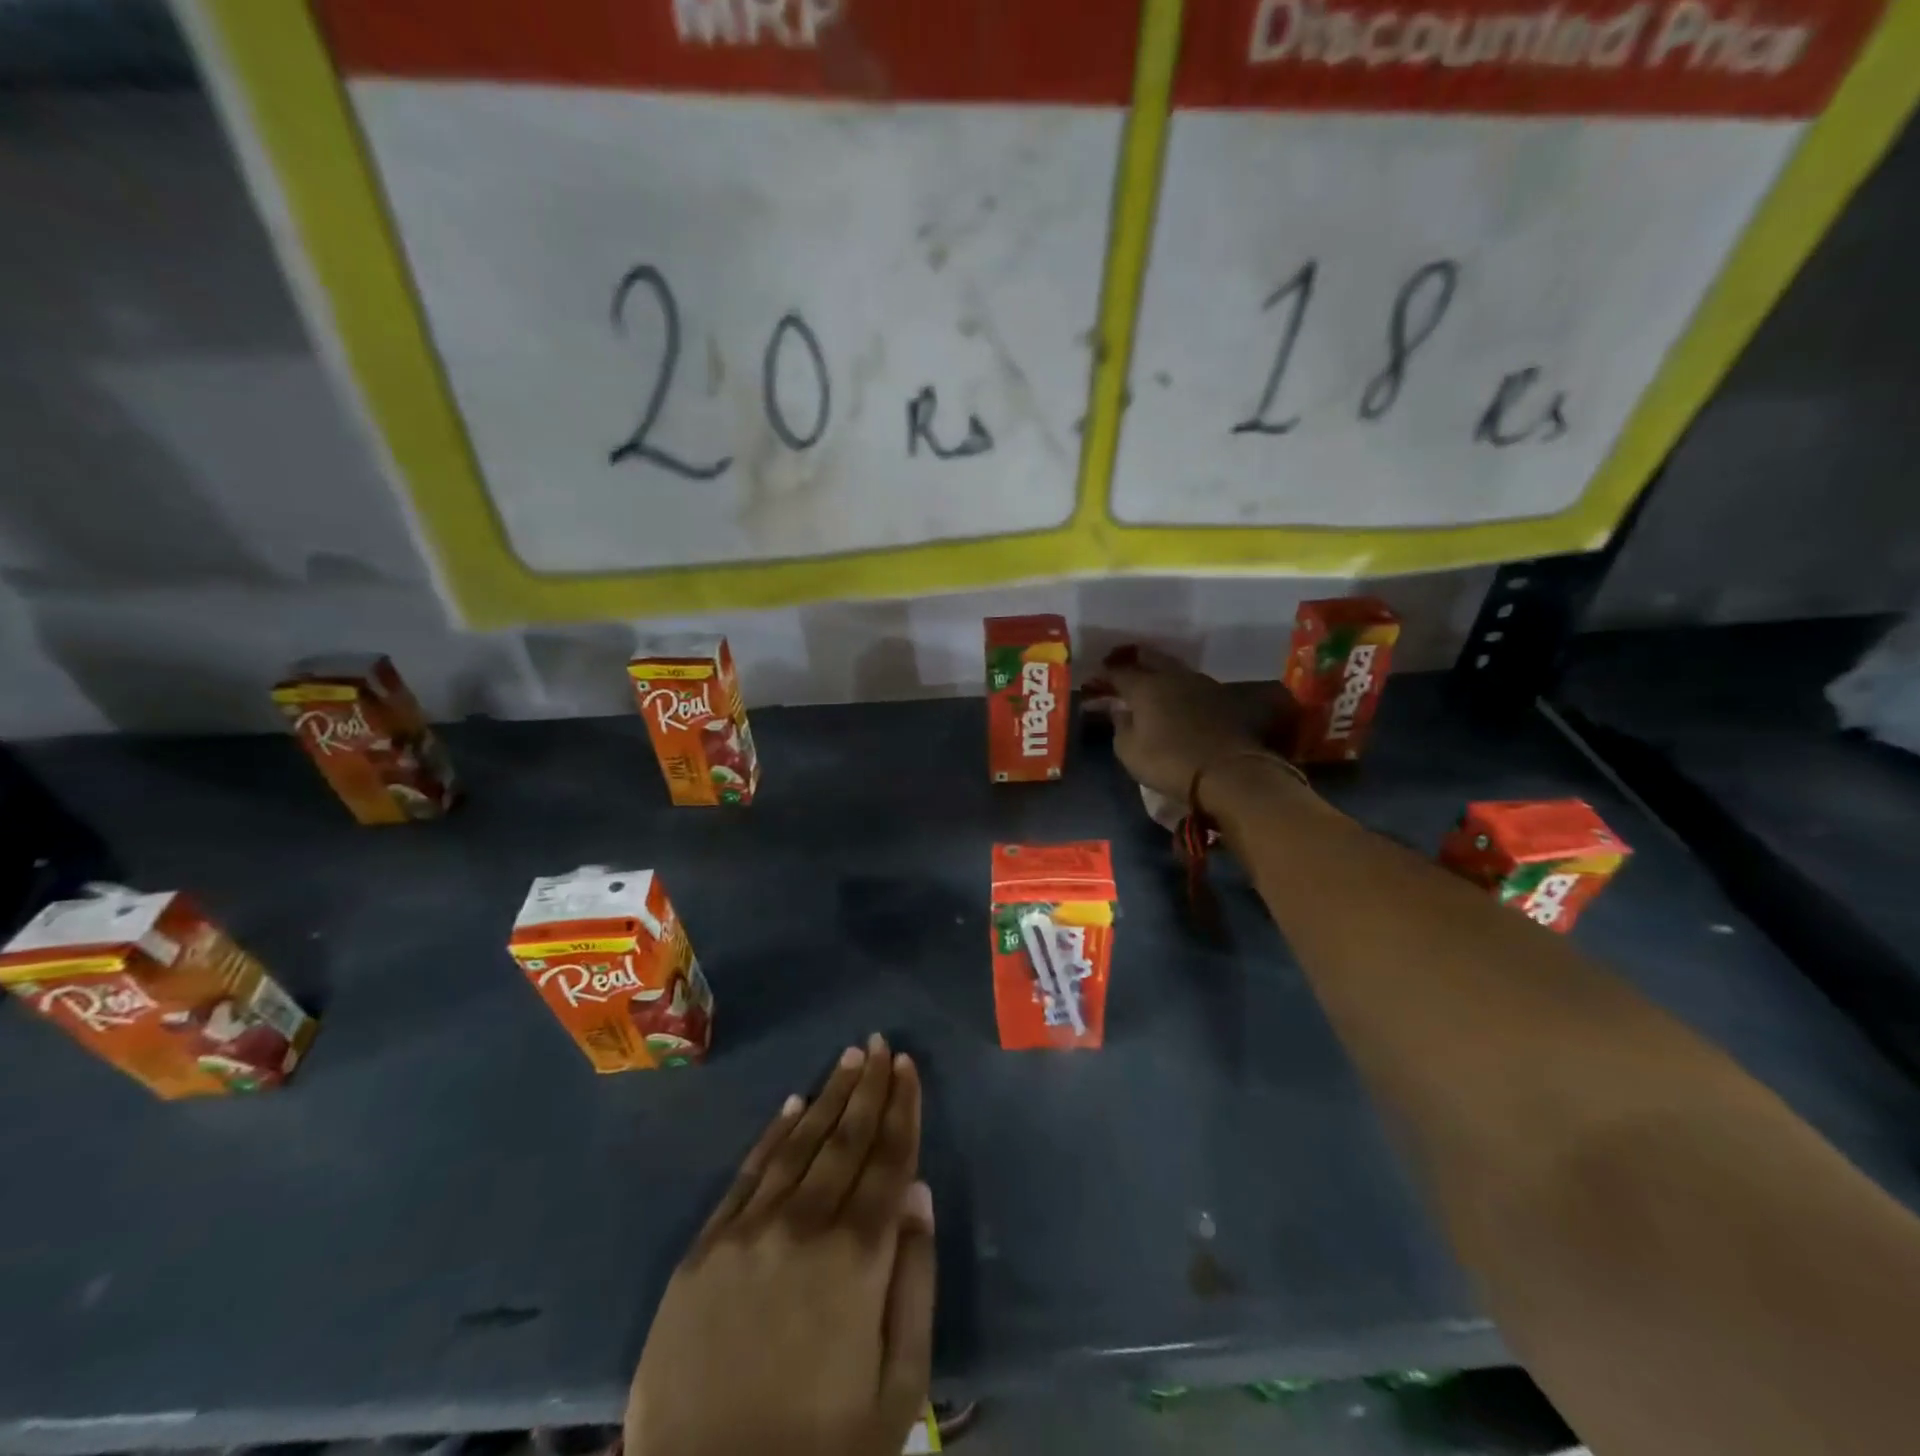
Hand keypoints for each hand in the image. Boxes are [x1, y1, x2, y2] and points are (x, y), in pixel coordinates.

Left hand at [626, 1035, 934, 1455]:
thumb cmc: (821, 1452)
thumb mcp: (897, 1389)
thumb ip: (913, 1281)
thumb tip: (918, 1192)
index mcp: (857, 1258)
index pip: (889, 1159)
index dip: (902, 1108)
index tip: (908, 1065)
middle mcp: (805, 1226)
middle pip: (846, 1139)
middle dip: (869, 1087)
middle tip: (881, 1043)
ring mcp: (749, 1232)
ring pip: (800, 1144)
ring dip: (828, 1097)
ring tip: (849, 1059)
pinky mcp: (704, 1250)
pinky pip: (747, 1174)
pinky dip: (773, 1135)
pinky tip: (792, 1106)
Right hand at [1086, 646, 1276, 807]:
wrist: (1229, 772)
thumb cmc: (1169, 761)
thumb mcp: (1129, 750)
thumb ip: (1120, 725)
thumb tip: (1119, 710)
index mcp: (1145, 685)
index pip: (1117, 672)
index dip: (1102, 676)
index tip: (1092, 683)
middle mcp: (1172, 675)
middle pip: (1148, 657)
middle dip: (1129, 660)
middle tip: (1117, 669)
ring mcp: (1200, 683)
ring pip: (1172, 667)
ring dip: (1155, 671)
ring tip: (1145, 682)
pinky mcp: (1220, 697)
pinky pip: (1189, 683)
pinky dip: (1175, 686)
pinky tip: (1171, 697)